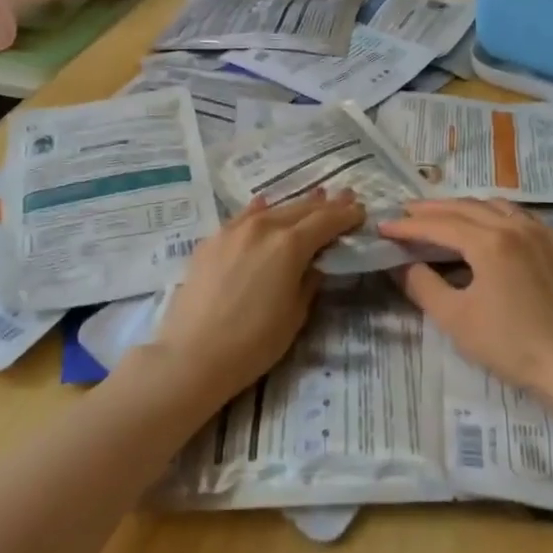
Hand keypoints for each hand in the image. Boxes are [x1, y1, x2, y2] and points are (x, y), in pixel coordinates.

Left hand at [148, 189, 364, 405]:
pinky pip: (242, 217)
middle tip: (344, 197)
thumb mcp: (296, 314)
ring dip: (296, 205)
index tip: (361, 211)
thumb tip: (314, 263)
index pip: (326, 221)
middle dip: (325, 205)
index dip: (346, 215)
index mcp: (290, 245)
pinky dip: (259, 210)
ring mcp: (233, 231)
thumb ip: (309, 280)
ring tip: (314, 196)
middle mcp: (263, 227)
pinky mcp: (211, 241)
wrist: (192, 355)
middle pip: (301, 209)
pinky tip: (264, 204)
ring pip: (272, 209)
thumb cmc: (253, 342)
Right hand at [378, 199, 552, 405]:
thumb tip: (400, 264)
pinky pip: (522, 218)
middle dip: (433, 209)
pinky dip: (496, 216)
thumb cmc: (511, 345)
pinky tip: (490, 229)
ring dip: (465, 208)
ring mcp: (544, 233)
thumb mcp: (456, 319)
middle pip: (466, 207)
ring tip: (444, 216)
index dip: (409, 226)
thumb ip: (422, 286)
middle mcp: (517, 226)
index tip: (384, 226)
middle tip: (407, 213)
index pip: (440, 225)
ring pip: (496, 206)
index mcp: (490, 241)